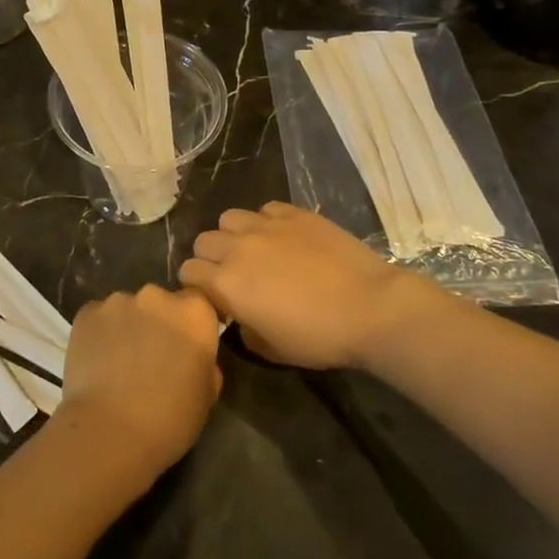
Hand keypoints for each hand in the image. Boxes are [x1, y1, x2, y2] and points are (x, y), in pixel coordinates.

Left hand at [55, 285, 222, 482]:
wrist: (109, 431)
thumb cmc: (169, 420)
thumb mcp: (206, 396)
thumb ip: (204, 364)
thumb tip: (193, 357)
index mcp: (194, 313)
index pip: (198, 303)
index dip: (191, 325)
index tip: (185, 347)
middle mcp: (156, 296)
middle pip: (160, 302)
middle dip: (158, 323)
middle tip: (151, 357)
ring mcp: (118, 301)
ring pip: (127, 309)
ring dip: (128, 327)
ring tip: (119, 363)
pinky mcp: (86, 313)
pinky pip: (98, 319)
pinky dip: (100, 333)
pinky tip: (97, 362)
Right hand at [180, 203, 442, 369]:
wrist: (370, 308)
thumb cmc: (319, 337)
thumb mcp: (271, 350)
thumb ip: (243, 329)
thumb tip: (240, 316)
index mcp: (226, 283)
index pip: (188, 272)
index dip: (197, 285)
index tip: (213, 297)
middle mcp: (237, 247)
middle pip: (203, 240)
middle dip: (211, 257)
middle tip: (233, 274)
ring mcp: (266, 225)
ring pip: (229, 218)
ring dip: (234, 234)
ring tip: (254, 249)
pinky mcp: (293, 213)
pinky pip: (264, 209)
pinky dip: (265, 222)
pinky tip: (283, 238)